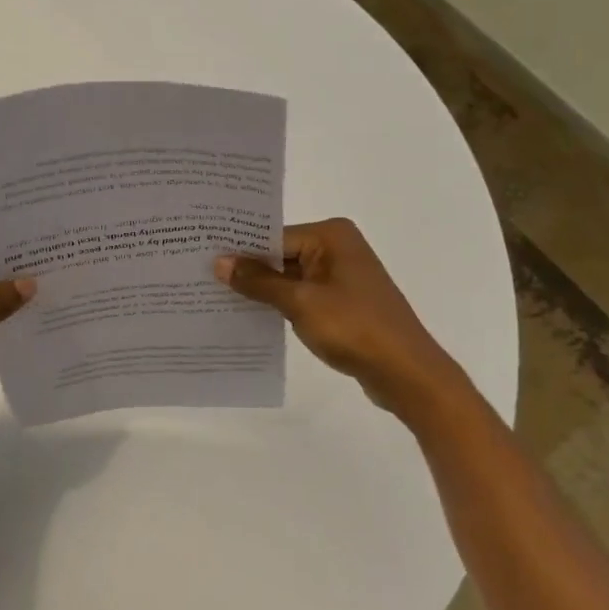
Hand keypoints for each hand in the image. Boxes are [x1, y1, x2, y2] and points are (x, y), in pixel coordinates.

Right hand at [215, 218, 462, 418]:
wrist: (407, 374)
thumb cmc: (354, 328)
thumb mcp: (300, 302)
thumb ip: (258, 281)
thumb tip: (219, 262)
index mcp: (331, 235)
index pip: (272, 235)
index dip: (239, 250)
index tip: (201, 256)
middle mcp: (337, 247)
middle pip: (280, 254)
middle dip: (248, 269)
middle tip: (201, 275)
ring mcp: (341, 276)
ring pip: (289, 276)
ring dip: (262, 289)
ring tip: (216, 296)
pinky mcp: (342, 301)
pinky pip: (302, 295)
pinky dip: (280, 303)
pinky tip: (250, 314)